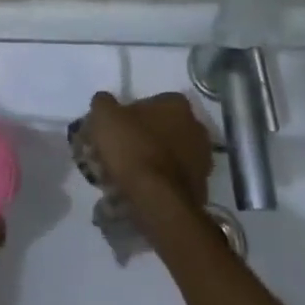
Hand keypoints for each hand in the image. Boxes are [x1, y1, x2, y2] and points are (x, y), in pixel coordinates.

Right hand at [86, 91, 213, 227]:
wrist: (159, 202)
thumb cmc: (133, 149)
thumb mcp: (105, 117)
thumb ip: (103, 103)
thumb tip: (105, 102)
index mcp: (177, 105)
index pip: (150, 103)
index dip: (128, 116)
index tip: (113, 132)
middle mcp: (196, 128)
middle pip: (160, 130)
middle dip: (141, 140)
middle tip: (117, 155)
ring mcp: (201, 160)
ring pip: (167, 156)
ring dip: (149, 162)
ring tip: (124, 178)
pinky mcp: (200, 188)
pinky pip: (172, 181)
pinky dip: (158, 184)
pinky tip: (138, 193)